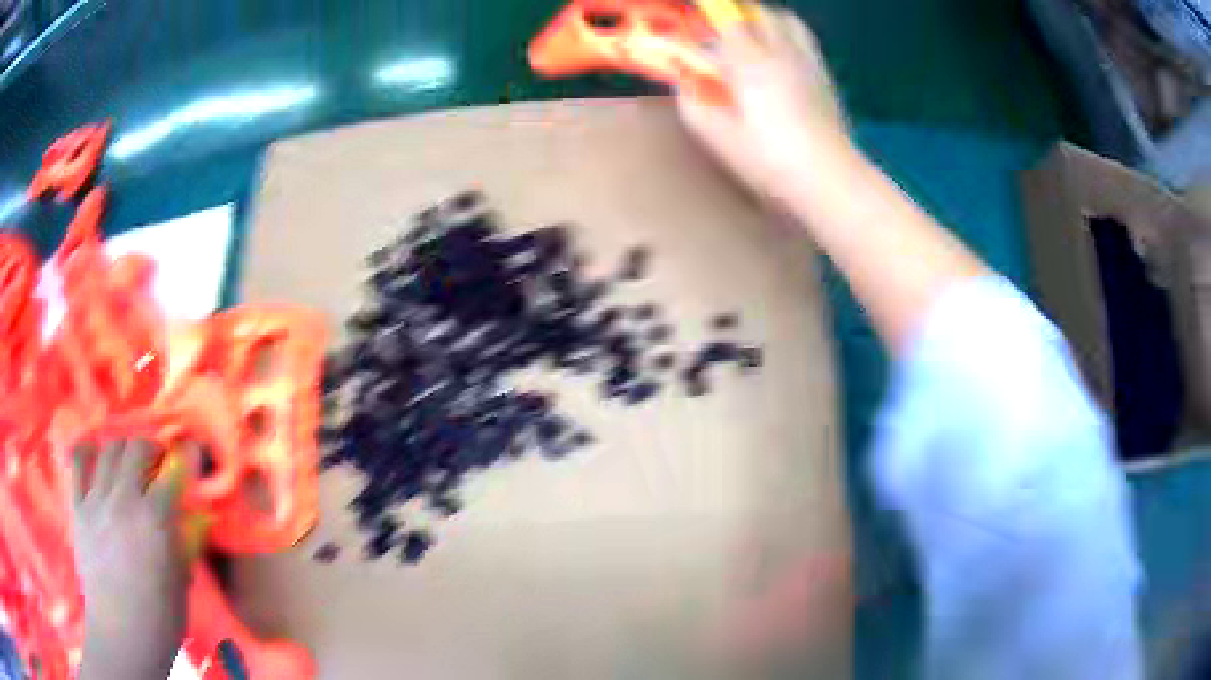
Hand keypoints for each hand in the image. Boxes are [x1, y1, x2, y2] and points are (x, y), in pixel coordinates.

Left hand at [72, 439, 186, 679]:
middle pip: (136, 447)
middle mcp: (124, 499)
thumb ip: (188, 542)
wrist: (122, 633)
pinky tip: (95, 457)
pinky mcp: (79, 506)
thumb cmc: (160, 617)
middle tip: (157, 462)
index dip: (185, 457)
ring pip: (108, 449)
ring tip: (127, 464)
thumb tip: (203, 515)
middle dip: (151, 447)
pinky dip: (88, 452)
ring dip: (122, 450)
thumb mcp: (182, 583)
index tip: (190, 453)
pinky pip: (79, 463)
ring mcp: (97, 500)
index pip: (173, 472)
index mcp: (155, 520)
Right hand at [677, 7, 851, 204]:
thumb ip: (693, 103)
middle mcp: (781, 51)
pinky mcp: (825, 76)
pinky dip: (787, 36)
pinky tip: (781, 57)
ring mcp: (808, 61)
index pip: (726, 20)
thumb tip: (684, 82)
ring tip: (753, 35)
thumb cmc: (769, 160)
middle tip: (719, 30)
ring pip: (786, 20)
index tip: (692, 20)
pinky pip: (804, 40)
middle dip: (734, 14)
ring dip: (764, 20)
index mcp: (750, 62)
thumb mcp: (719, 137)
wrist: (828, 178)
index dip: (707, 14)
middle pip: (757, 13)